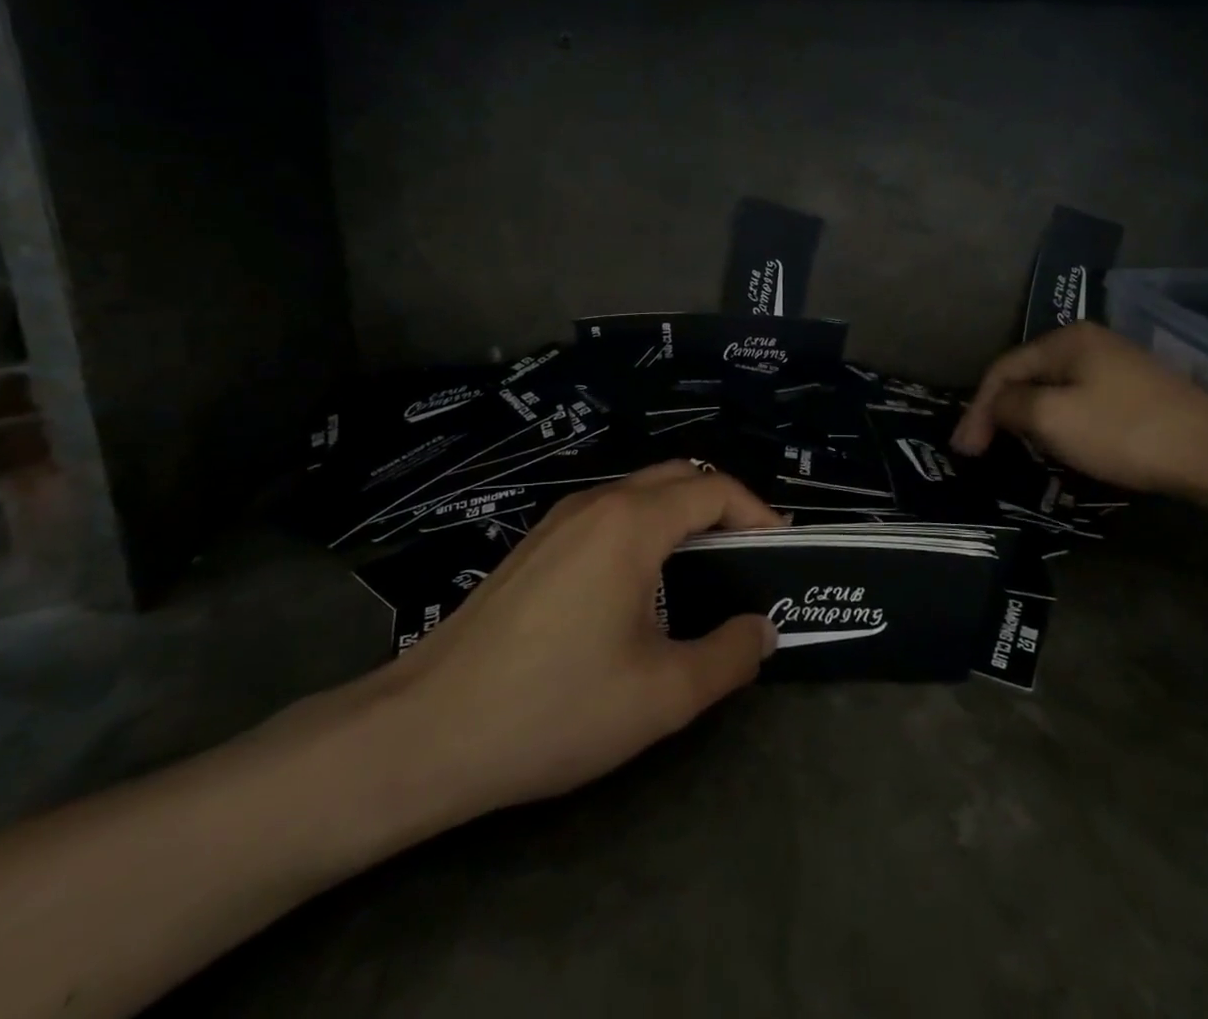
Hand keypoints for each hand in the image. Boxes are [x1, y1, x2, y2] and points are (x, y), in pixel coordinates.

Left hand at [348, 462, 780, 845]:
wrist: (426, 730)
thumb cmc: (554, 707)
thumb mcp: (661, 695)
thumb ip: (728, 656)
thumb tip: (763, 630)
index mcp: (632, 522)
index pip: (715, 489)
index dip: (758, 513)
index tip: (780, 553)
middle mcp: (596, 503)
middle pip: (678, 477)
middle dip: (723, 507)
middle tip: (749, 559)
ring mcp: (558, 520)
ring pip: (639, 494)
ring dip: (681, 517)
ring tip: (704, 574)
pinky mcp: (534, 545)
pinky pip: (607, 516)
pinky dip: (644, 531)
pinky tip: (641, 589)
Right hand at [951, 322, 1207, 494]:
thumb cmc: (1125, 431)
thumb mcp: (1053, 419)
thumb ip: (1011, 407)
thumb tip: (996, 406)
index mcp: (1066, 340)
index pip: (1003, 369)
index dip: (978, 409)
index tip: (964, 451)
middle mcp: (1089, 343)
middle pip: (1028, 377)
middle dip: (1001, 413)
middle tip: (984, 450)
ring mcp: (1117, 366)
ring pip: (1054, 391)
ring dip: (1029, 420)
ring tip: (1015, 450)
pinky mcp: (1137, 392)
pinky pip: (1081, 402)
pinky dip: (1059, 423)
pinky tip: (1060, 445)